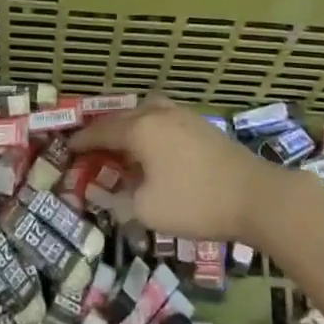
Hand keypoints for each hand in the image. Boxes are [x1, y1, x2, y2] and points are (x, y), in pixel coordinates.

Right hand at [70, 98, 280, 243]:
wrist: (255, 195)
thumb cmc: (195, 202)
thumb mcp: (148, 210)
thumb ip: (120, 200)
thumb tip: (105, 195)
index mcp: (141, 128)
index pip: (102, 131)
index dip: (83, 141)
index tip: (68, 149)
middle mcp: (159, 113)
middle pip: (123, 117)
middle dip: (105, 131)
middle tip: (91, 148)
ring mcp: (183, 116)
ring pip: (146, 113)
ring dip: (130, 126)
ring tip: (122, 146)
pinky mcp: (202, 125)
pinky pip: (164, 119)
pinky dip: (150, 129)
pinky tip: (154, 149)